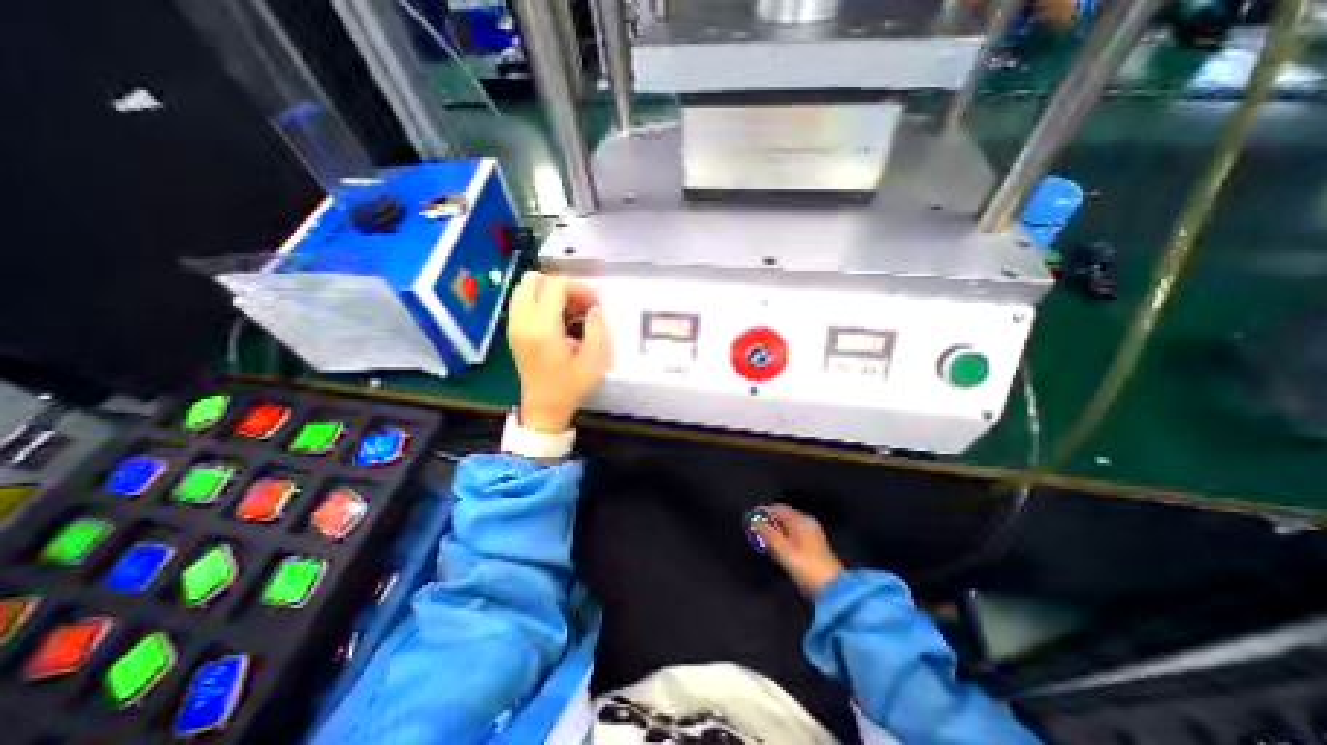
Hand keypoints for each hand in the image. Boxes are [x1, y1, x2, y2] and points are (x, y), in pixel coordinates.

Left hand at [509, 268, 611, 430]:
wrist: (544, 408)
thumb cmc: (570, 386)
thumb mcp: (594, 361)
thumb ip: (598, 329)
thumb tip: (594, 308)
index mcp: (541, 328)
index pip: (555, 287)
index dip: (579, 289)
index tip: (596, 303)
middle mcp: (522, 321)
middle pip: (533, 280)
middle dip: (562, 285)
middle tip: (580, 303)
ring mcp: (514, 325)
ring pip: (524, 288)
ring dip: (549, 291)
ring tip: (569, 310)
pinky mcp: (514, 330)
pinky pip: (522, 301)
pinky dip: (540, 300)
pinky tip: (558, 319)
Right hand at [750, 503, 843, 595]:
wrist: (831, 589)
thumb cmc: (804, 565)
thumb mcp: (782, 548)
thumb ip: (767, 532)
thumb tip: (753, 520)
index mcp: (801, 520)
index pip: (779, 508)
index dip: (764, 513)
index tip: (751, 520)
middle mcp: (807, 523)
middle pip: (784, 517)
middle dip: (769, 523)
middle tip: (755, 533)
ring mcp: (812, 534)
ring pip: (788, 527)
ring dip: (776, 532)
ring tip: (763, 542)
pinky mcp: (814, 547)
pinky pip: (794, 536)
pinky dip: (784, 539)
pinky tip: (777, 549)